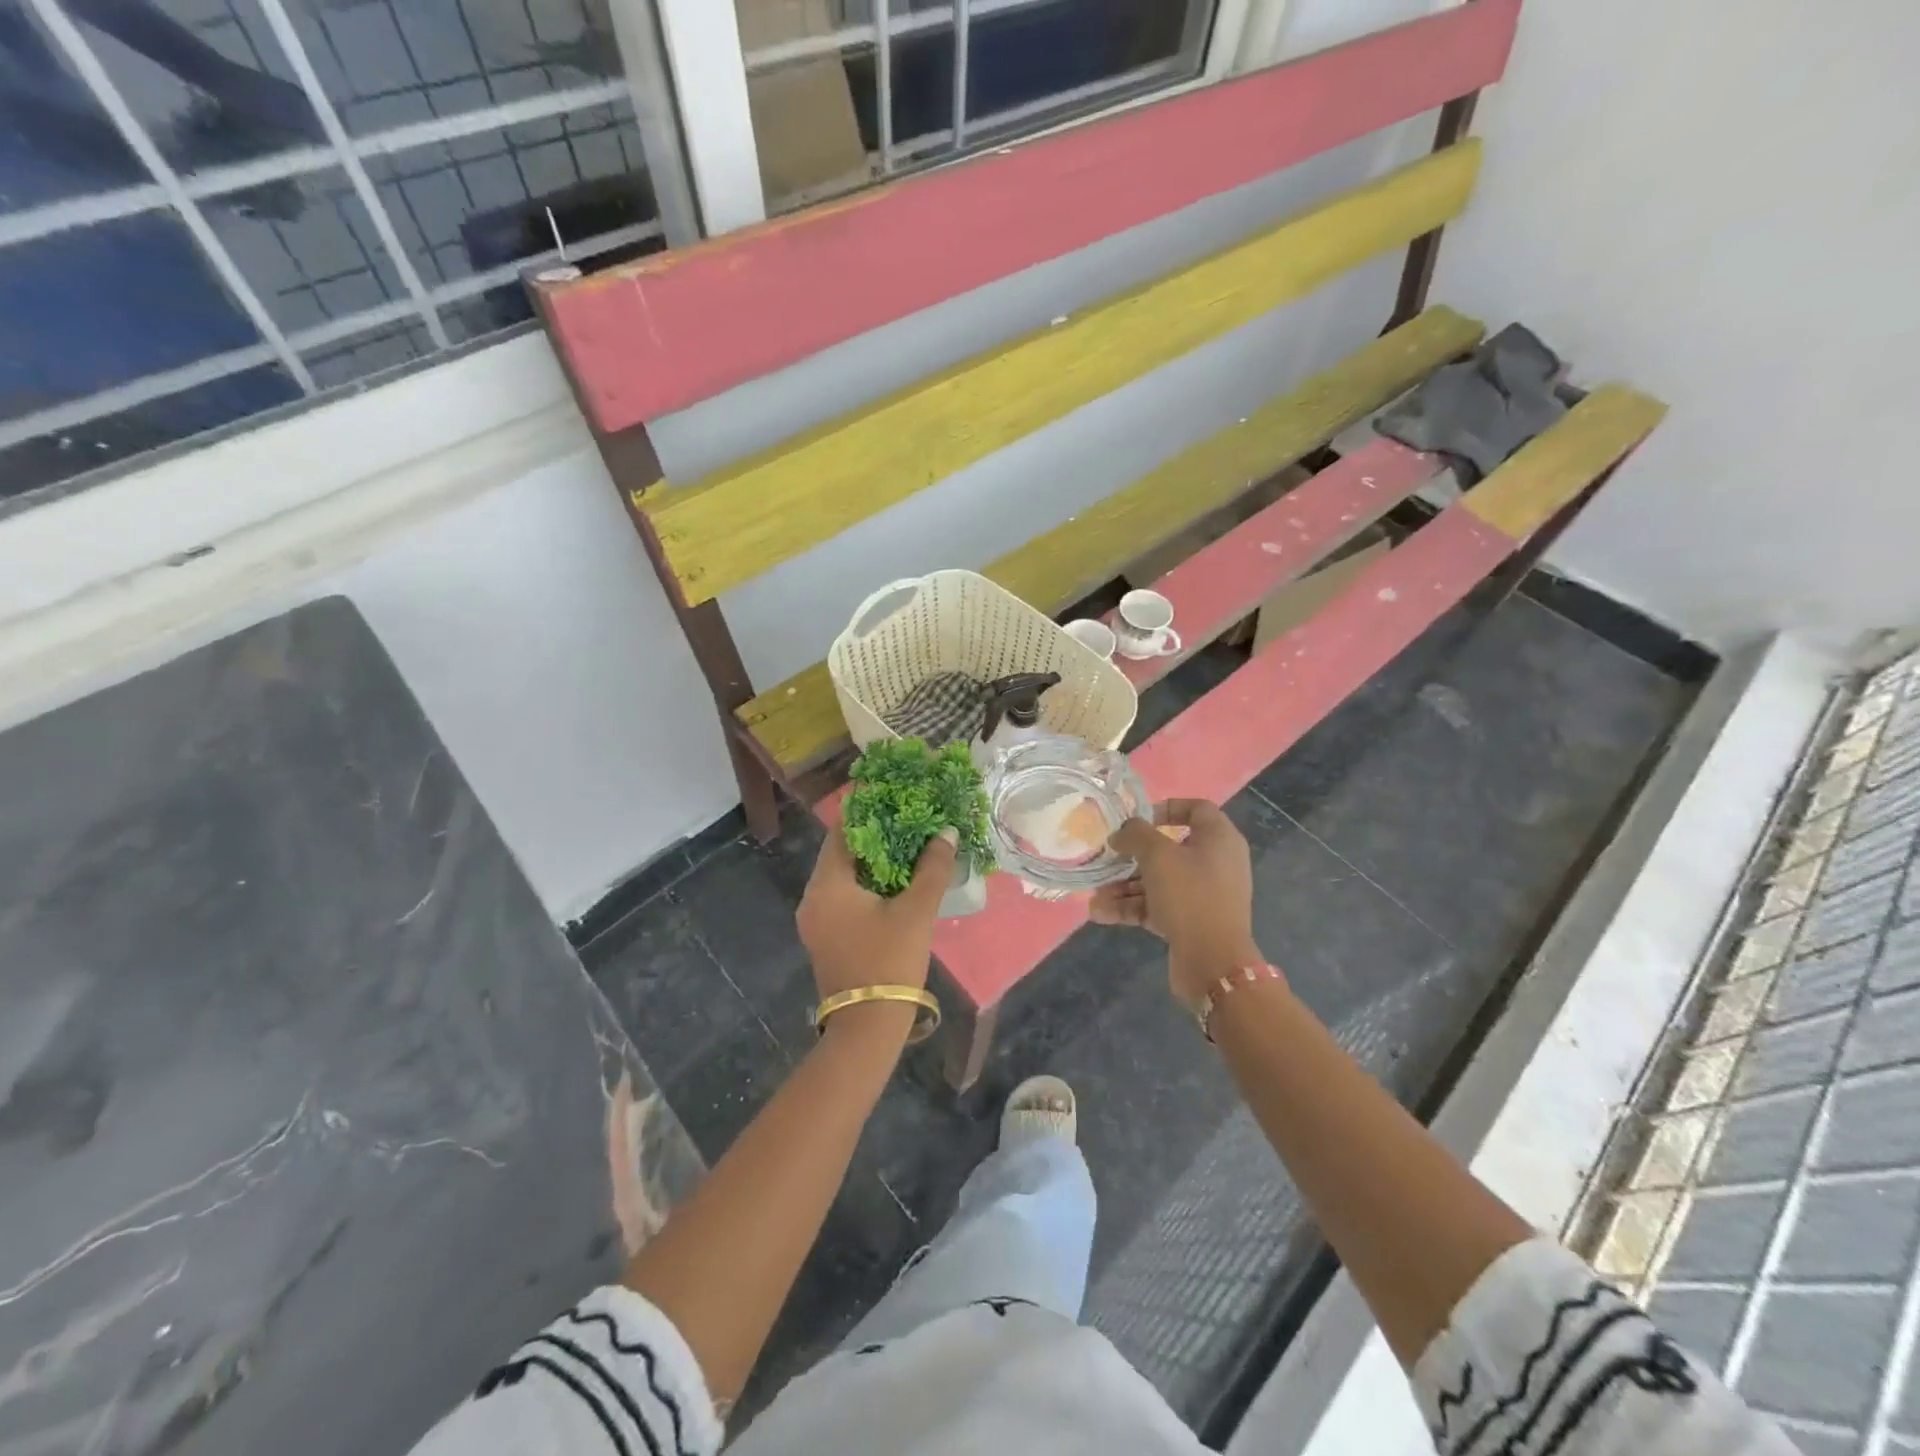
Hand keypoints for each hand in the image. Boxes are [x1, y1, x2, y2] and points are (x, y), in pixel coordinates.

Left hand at [797, 826, 956, 1040]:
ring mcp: (815, 921)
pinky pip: (843, 899)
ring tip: (907, 850)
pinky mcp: (825, 938)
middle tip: (907, 824)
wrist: (867, 1027)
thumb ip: (932, 868)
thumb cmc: (889, 961)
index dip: (868, 814)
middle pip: (841, 854)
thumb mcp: (916, 912)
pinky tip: (895, 886)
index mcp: (827, 885)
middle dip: (875, 838)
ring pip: (843, 878)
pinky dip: (866, 886)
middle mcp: (812, 898)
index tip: (895, 801)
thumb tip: (946, 832)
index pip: (842, 833)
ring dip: (872, 864)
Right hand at [1092, 800, 1264, 1010]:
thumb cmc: (1190, 895)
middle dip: (1132, 856)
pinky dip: (1131, 907)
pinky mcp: (1190, 921)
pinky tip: (1100, 913)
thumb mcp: (1158, 855)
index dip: (1165, 808)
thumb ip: (1135, 835)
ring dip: (1124, 886)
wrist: (1213, 962)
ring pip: (1158, 880)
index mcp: (1219, 839)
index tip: (1136, 819)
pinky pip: (1157, 905)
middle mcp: (1214, 863)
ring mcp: (1203, 894)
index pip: (1196, 809)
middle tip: (1106, 859)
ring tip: (1095, 895)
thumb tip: (1121, 833)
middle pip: (1169, 848)